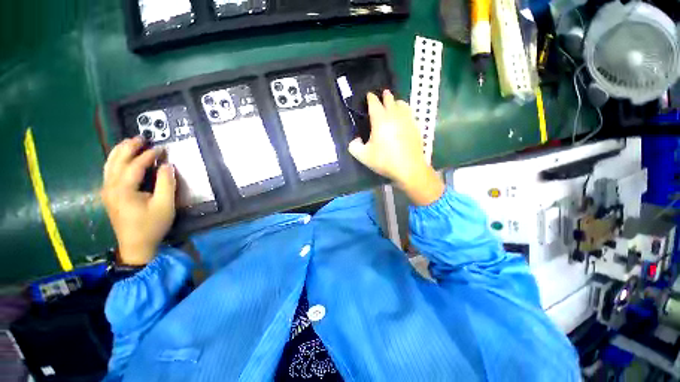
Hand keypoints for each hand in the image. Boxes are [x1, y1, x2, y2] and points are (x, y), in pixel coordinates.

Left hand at [101, 137, 176, 265]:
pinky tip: (121, 156)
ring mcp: (107, 189)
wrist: (135, 249)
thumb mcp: (164, 208)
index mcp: (124, 190)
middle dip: (132, 145)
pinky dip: (114, 158)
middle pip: (120, 157)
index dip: (150, 154)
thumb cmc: (150, 229)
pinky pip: (107, 169)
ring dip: (121, 149)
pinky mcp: (106, 194)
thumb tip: (166, 164)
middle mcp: (112, 186)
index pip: (136, 164)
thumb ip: (166, 183)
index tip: (162, 150)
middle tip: (144, 139)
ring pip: (110, 160)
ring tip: (132, 143)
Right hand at [348, 90, 444, 205]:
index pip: (374, 103)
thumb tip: (356, 140)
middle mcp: (394, 116)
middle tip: (384, 93)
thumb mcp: (363, 156)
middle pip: (390, 100)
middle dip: (386, 95)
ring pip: (403, 104)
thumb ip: (354, 146)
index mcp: (380, 119)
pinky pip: (410, 114)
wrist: (410, 168)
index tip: (369, 95)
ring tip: (395, 103)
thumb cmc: (385, 160)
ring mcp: (407, 120)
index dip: (371, 98)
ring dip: (397, 102)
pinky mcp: (415, 127)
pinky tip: (404, 116)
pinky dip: (406, 111)